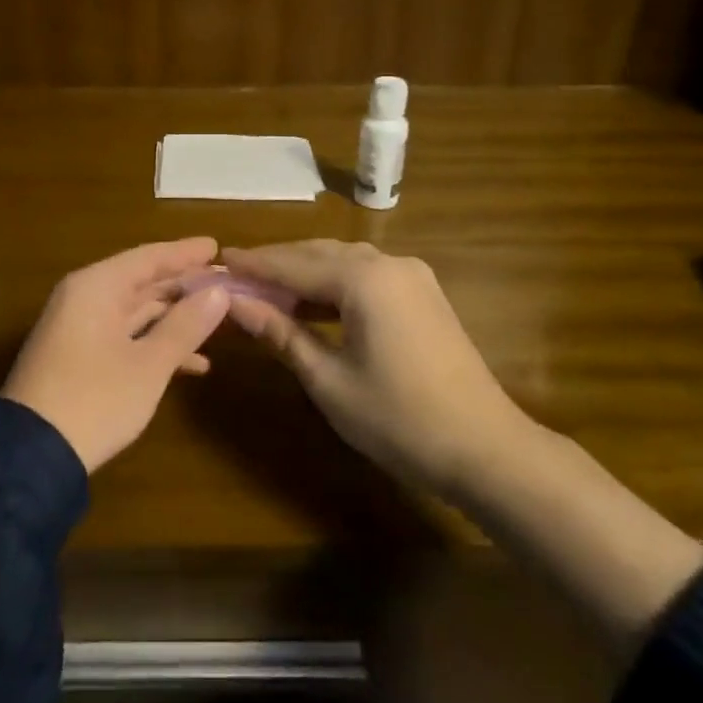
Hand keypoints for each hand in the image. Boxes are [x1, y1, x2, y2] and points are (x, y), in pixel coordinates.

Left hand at [1, 237, 228, 471]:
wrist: (31, 455)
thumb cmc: (96, 399)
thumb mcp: (149, 364)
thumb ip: (185, 325)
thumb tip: (219, 292)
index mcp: (97, 287)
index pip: (149, 258)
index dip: (185, 253)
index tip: (217, 246)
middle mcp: (84, 298)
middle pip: (142, 282)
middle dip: (184, 287)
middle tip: (225, 284)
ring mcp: (78, 328)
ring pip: (135, 311)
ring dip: (174, 319)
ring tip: (217, 323)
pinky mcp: (78, 356)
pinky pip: (124, 336)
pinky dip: (154, 344)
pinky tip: (193, 364)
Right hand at [221, 240, 527, 496]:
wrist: (485, 448)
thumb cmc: (398, 419)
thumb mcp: (328, 379)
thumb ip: (281, 332)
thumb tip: (235, 303)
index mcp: (363, 279)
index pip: (293, 264)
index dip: (253, 265)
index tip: (217, 261)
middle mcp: (389, 263)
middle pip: (319, 254)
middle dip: (277, 264)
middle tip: (236, 276)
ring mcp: (412, 276)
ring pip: (344, 261)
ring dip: (305, 272)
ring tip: (267, 289)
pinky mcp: (424, 295)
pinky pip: (367, 276)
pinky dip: (335, 284)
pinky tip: (314, 303)